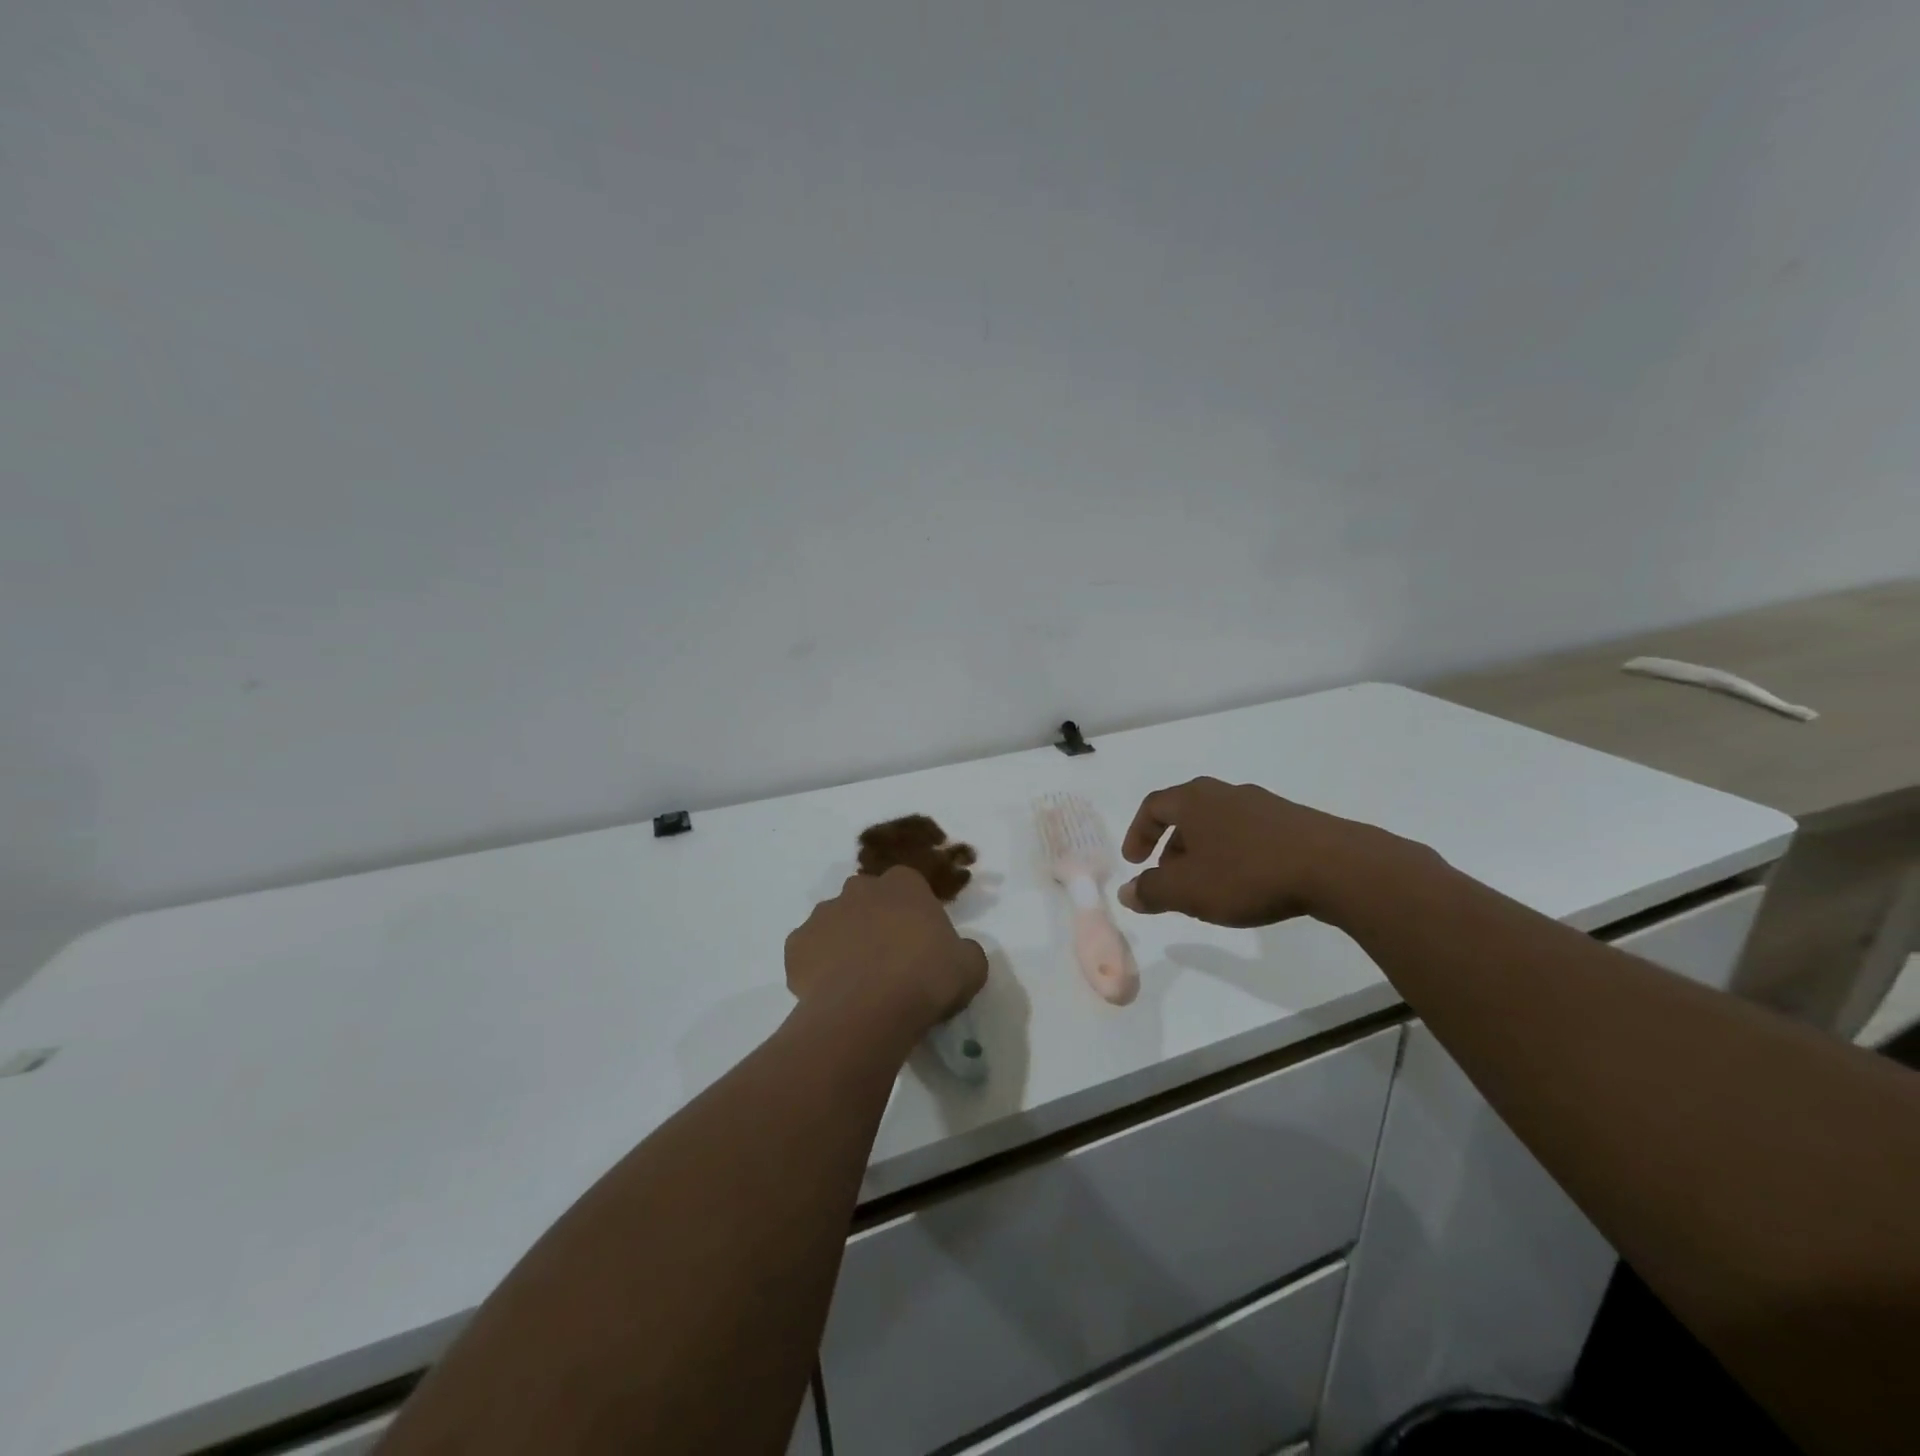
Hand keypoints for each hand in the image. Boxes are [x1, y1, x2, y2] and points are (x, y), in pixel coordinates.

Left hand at [785, 866, 988, 1036]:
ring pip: (835, 923)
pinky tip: (833, 994)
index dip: (914, 914)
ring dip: (845, 943)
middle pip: (868, 899)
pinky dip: (817, 968)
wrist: (867, 1011)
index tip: (921, 944)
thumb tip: (958, 953)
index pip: (909, 886)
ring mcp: (822, 914)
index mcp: (903, 883)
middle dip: (876, 921)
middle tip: (890, 961)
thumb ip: (965, 951)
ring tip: (859, 983)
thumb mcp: (971, 966)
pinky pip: (809, 953)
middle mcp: (859, 888)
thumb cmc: (926, 978)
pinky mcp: (795, 945)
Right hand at [1117, 777, 1410, 927]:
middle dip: (1171, 847)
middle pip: (1186, 814)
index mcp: (1194, 800)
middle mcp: (1225, 793)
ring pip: (1219, 825)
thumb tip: (1127, 892)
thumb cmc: (1247, 874)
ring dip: (1204, 853)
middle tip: (1169, 879)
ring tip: (1208, 887)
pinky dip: (1235, 855)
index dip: (1138, 833)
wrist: (1334, 867)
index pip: (1153, 806)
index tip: (1134, 861)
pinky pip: (1249, 835)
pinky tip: (1247, 884)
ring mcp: (1263, 805)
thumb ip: (1152, 891)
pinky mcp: (1293, 822)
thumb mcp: (1188, 890)